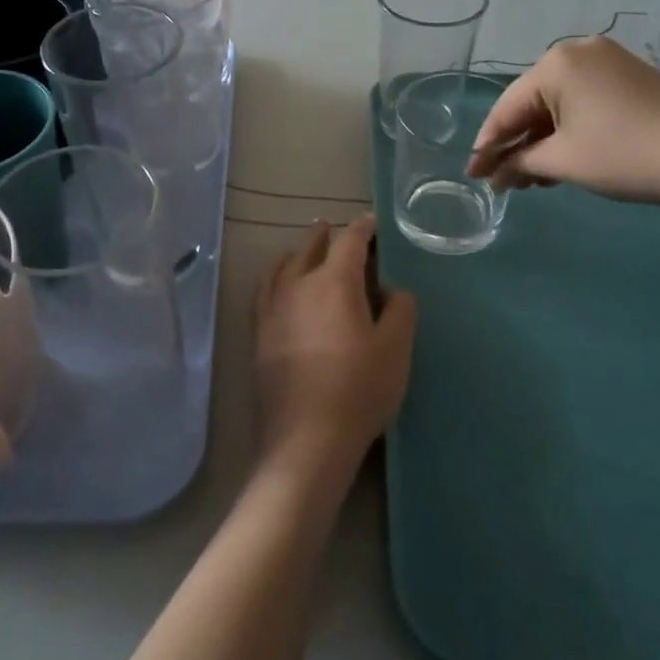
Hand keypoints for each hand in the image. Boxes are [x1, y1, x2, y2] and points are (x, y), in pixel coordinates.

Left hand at [253, 215, 416, 469]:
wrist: (307, 438)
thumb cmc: (359, 389)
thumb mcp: (396, 349)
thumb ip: (400, 310)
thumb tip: (393, 289)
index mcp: (334, 283)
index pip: (349, 242)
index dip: (362, 228)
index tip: (371, 222)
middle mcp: (298, 286)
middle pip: (309, 248)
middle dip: (324, 236)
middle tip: (333, 228)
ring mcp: (273, 309)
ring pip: (281, 267)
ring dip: (296, 254)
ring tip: (301, 251)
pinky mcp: (258, 333)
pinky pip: (264, 291)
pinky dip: (274, 277)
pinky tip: (277, 286)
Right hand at [466, 37, 659, 205]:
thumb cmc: (625, 154)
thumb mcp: (563, 161)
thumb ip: (520, 164)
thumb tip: (494, 175)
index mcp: (556, 63)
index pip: (507, 108)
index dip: (487, 146)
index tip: (472, 175)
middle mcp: (578, 52)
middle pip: (531, 104)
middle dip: (516, 144)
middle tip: (501, 181)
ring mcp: (607, 62)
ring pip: (558, 106)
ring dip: (541, 142)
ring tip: (530, 179)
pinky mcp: (629, 77)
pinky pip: (583, 103)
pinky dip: (568, 132)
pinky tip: (559, 161)